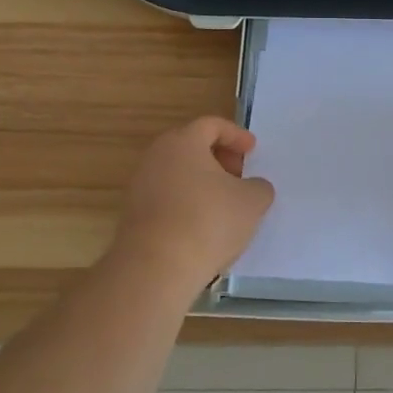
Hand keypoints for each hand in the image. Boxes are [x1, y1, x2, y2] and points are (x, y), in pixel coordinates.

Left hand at [108, 117, 275, 287]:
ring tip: (225, 205)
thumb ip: (259, 187)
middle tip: (239, 176)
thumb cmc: (209, 221)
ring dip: (202, 183)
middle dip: (219, 158)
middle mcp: (156, 157)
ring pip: (177, 173)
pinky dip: (187, 203)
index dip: (236, 135)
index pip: (211, 125)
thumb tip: (252, 187)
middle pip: (191, 147)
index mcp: (183, 142)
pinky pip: (167, 198)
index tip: (252, 150)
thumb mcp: (252, 201)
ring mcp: (140, 186)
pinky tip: (204, 226)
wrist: (156, 267)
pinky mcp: (133, 215)